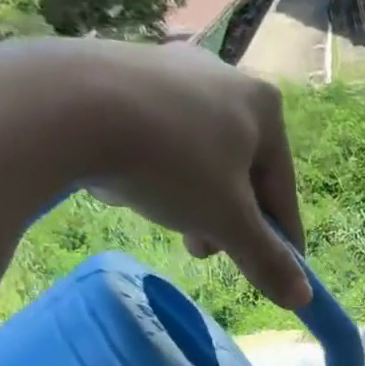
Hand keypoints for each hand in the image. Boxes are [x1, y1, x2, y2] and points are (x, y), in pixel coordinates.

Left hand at [0, 37, 311, 309]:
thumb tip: (303, 299)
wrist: (62, 105)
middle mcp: (225, 76)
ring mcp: (171, 67)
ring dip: (191, 196)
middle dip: (226, 218)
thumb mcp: (227, 223)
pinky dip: (154, 165)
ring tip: (167, 222)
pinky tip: (131, 183)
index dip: (282, 239)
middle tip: (204, 251)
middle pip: (239, 170)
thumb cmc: (170, 162)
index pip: (283, 190)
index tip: (277, 274)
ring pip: (196, 152)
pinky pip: (155, 131)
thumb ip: (267, 260)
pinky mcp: (121, 66)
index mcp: (265, 107)